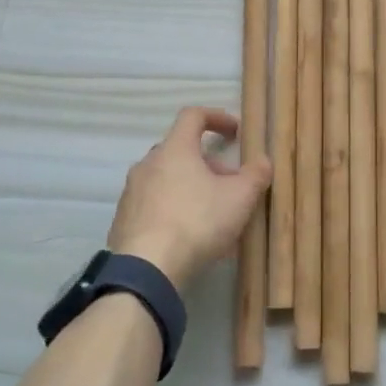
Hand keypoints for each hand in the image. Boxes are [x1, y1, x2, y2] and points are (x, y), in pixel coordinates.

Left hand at [108, 107, 271, 288]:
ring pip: (167, 180)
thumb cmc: (197, 222)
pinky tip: (189, 237)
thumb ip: (255, 175)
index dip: (217, 117)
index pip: (193, 116)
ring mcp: (131, 192)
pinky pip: (154, 205)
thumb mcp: (239, 198)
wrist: (146, 270)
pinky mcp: (123, 220)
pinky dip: (174, 210)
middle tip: (230, 185)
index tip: (235, 132)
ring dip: (191, 188)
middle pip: (181, 151)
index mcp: (174, 149)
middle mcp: (148, 164)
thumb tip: (263, 161)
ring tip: (213, 216)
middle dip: (208, 164)